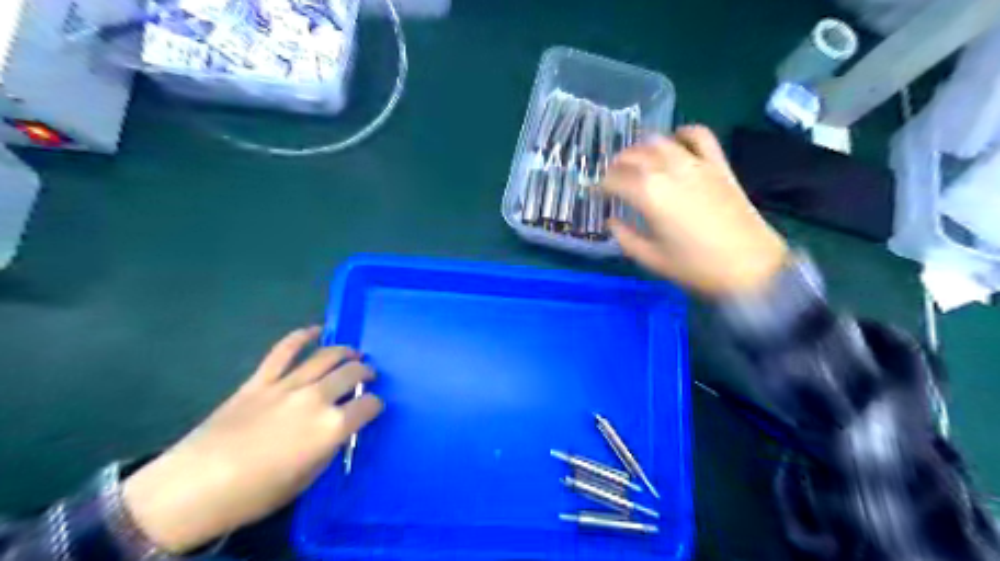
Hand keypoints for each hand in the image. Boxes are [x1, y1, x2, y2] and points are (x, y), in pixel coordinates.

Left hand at [120, 329, 383, 550]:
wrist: (194, 487)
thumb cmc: (255, 494)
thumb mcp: (306, 478)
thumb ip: (328, 447)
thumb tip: (336, 430)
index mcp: (331, 427)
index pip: (367, 405)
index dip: (375, 405)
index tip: (374, 407)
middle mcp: (316, 398)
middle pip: (351, 374)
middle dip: (365, 373)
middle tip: (368, 375)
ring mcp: (287, 385)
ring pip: (326, 357)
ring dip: (344, 352)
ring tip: (352, 354)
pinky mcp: (261, 380)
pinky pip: (284, 350)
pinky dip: (301, 336)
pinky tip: (314, 330)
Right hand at [601, 123, 788, 296]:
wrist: (750, 267)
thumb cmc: (696, 267)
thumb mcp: (651, 259)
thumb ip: (625, 238)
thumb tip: (612, 222)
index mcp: (648, 195)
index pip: (615, 180)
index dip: (601, 186)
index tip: (597, 193)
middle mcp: (668, 171)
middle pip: (634, 156)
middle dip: (617, 164)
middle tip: (612, 176)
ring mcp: (696, 164)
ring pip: (661, 142)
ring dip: (642, 146)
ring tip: (636, 158)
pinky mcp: (718, 165)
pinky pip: (700, 136)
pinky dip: (684, 133)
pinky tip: (675, 141)